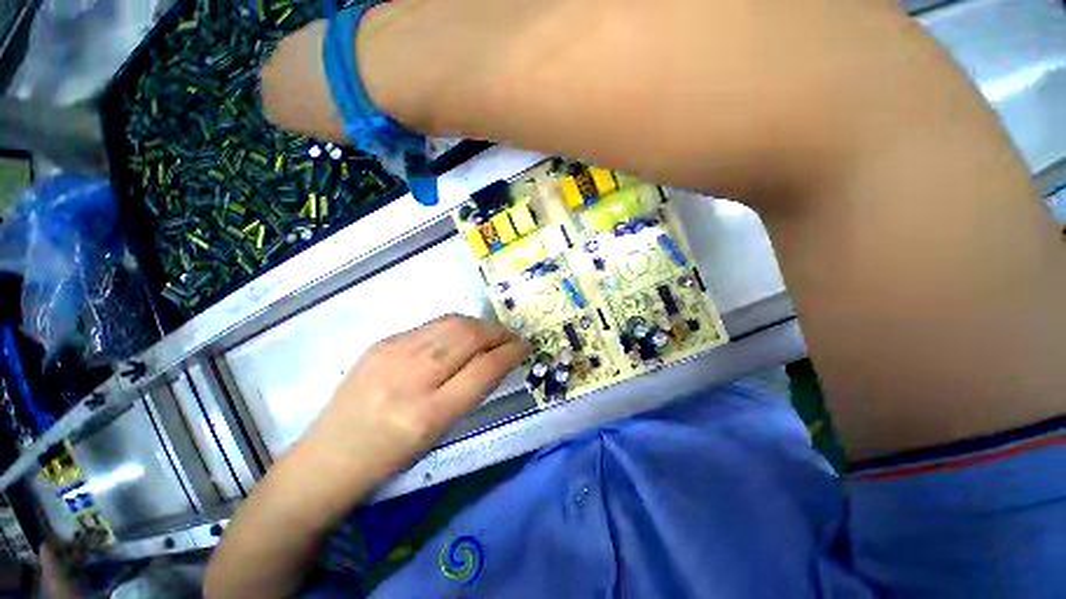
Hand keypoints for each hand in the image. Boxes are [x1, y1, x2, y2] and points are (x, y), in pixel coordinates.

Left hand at [302, 315, 527, 483]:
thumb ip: (470, 392)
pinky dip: (455, 326)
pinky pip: (431, 325)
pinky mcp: (381, 342)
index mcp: (427, 414)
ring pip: (452, 323)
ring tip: (490, 333)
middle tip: (510, 337)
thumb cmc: (389, 459)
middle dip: (498, 332)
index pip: (483, 370)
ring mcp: (391, 354)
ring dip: (479, 325)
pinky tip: (460, 335)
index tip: (525, 347)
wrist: (327, 458)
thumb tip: (496, 360)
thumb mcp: (438, 433)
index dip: (510, 353)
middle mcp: (410, 378)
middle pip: (468, 337)